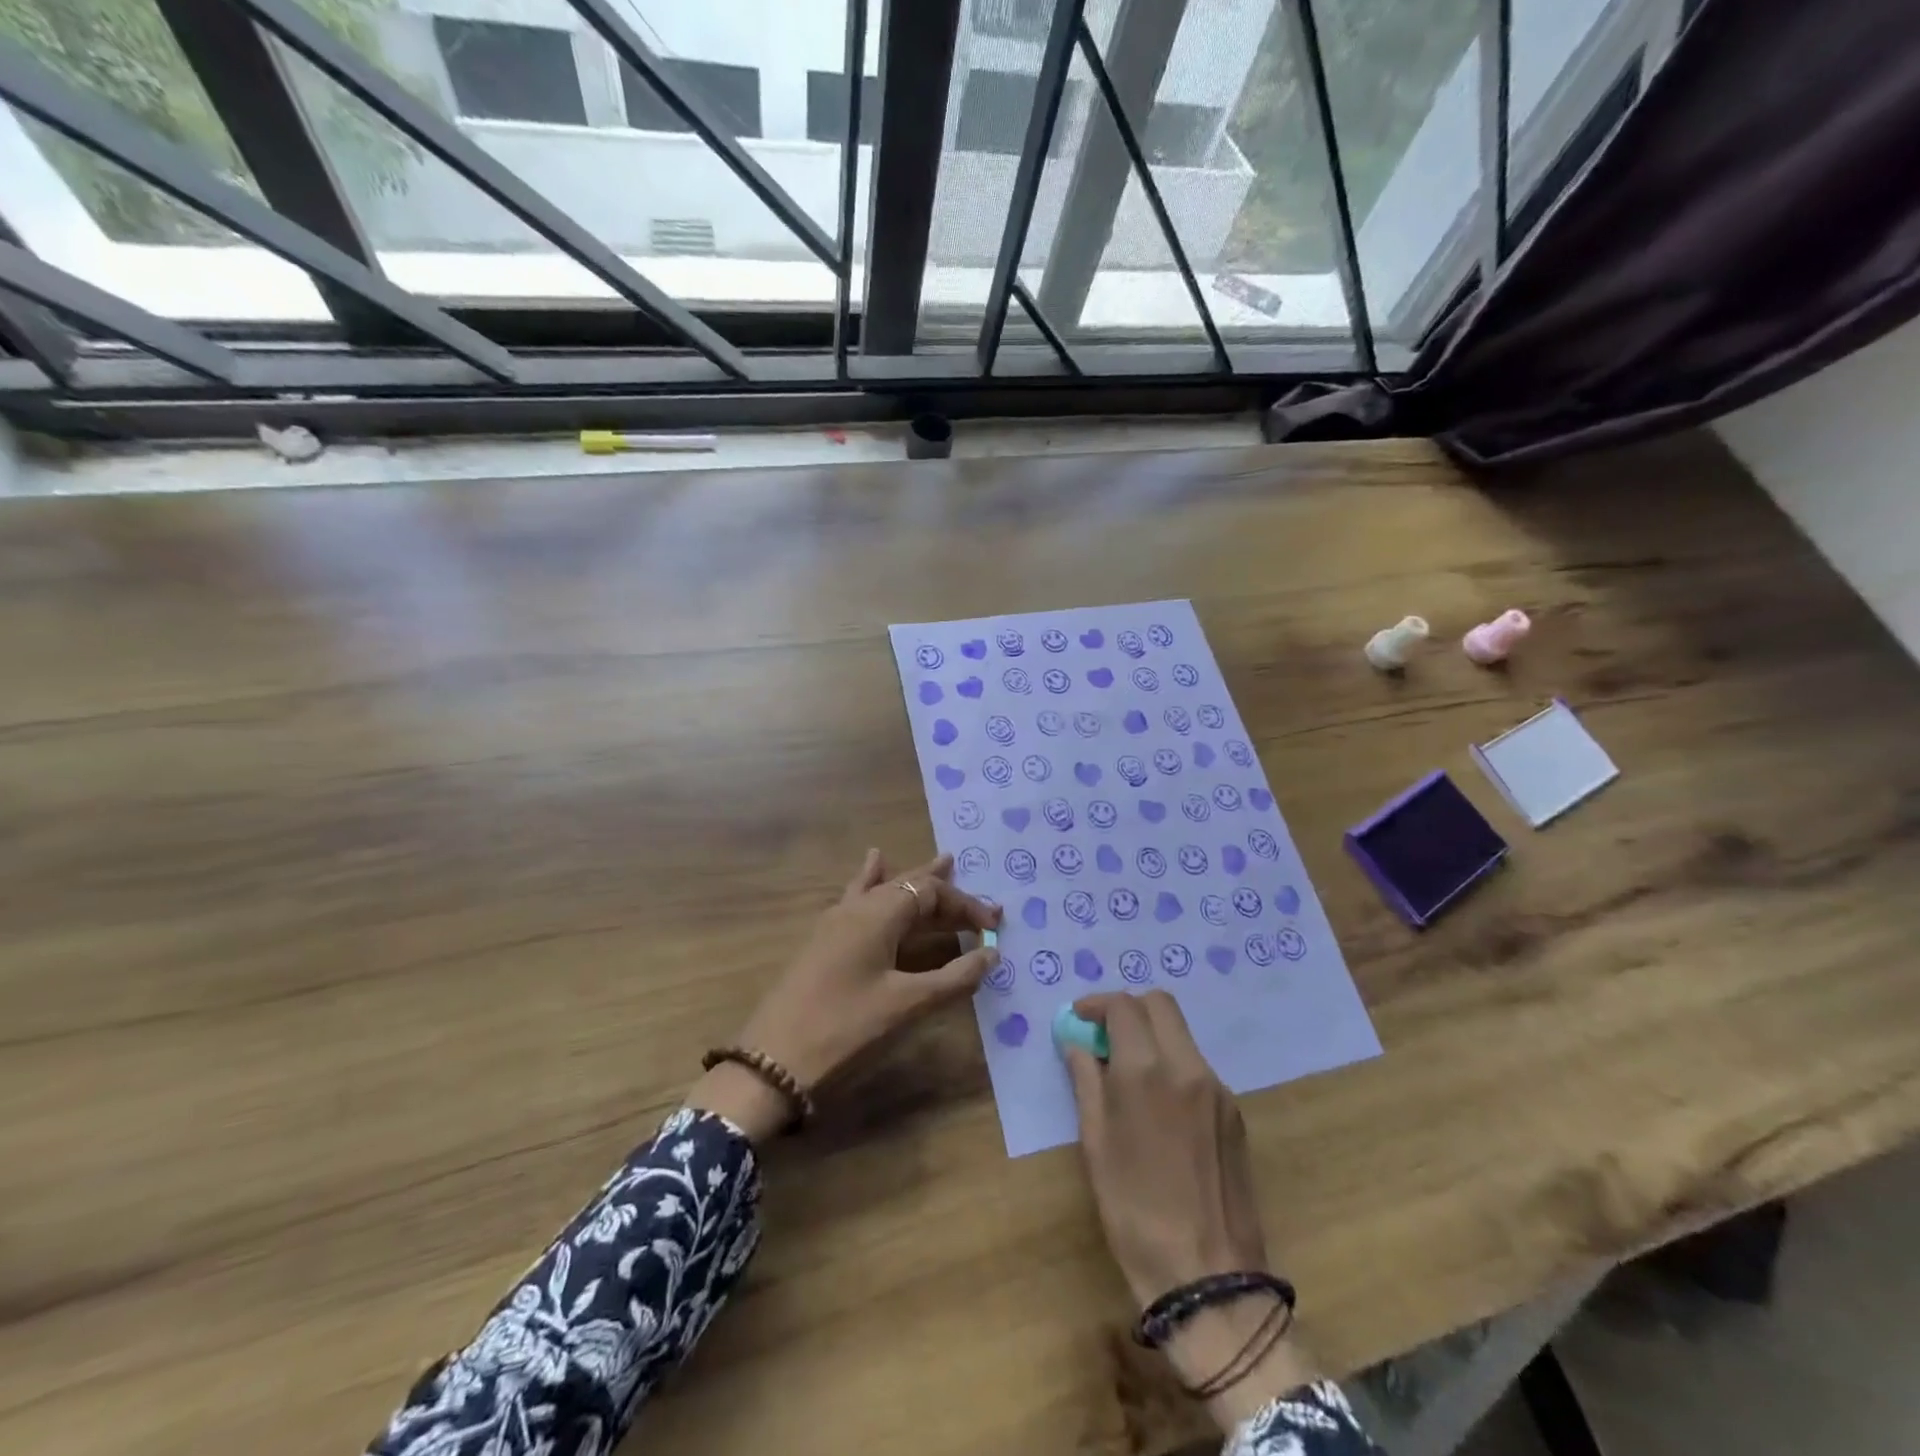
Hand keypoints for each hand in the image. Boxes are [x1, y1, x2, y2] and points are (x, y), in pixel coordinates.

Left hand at [688, 850, 1002, 1140]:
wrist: (771, 1063)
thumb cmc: (845, 1030)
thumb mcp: (906, 1005)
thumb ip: (953, 978)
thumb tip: (992, 954)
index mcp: (878, 914)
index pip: (930, 894)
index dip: (966, 906)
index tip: (995, 925)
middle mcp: (856, 908)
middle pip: (908, 888)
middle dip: (946, 893)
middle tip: (979, 901)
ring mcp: (835, 922)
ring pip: (883, 890)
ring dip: (913, 881)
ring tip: (941, 861)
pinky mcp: (823, 942)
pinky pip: (856, 898)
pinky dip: (872, 882)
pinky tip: (872, 865)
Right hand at [1065, 991, 1315, 1425]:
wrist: (1208, 1278)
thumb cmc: (1134, 1212)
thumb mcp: (1096, 1144)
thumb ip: (1086, 1081)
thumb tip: (1077, 1044)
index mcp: (1147, 1071)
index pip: (1123, 1006)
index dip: (1096, 1004)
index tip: (1078, 1019)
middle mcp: (1187, 1066)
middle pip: (1160, 1004)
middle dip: (1128, 1008)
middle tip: (1105, 1035)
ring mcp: (1217, 1088)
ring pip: (1181, 1033)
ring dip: (1152, 1035)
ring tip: (1127, 1071)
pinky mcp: (1234, 1112)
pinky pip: (1197, 1066)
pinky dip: (1172, 1063)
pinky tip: (1158, 1104)